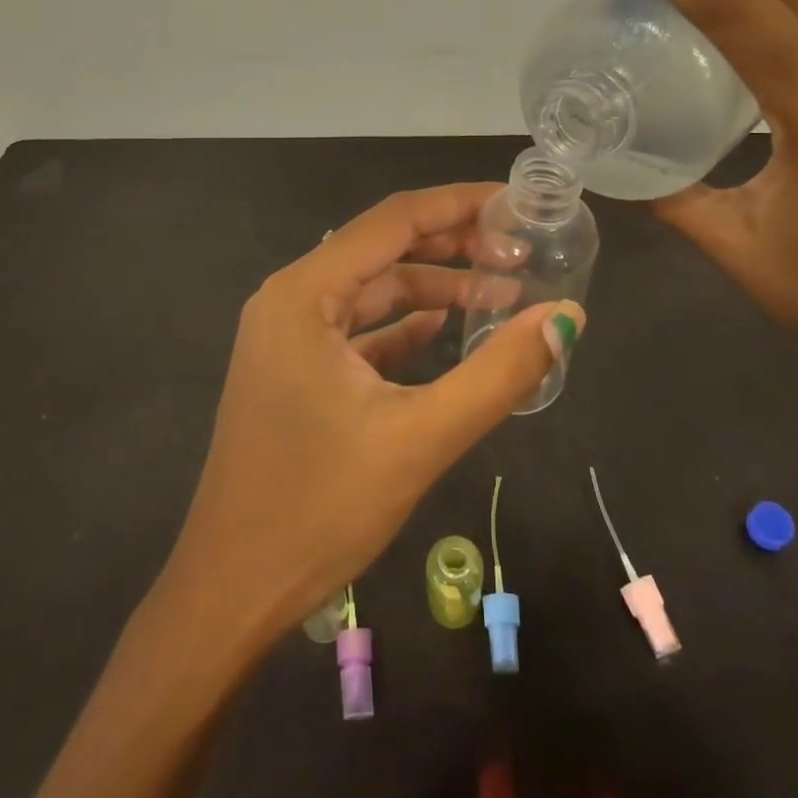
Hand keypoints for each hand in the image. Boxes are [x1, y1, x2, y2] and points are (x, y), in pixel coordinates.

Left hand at [164, 184, 583, 641]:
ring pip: (372, 290)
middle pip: (383, 248)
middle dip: (452, 244)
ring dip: (433, 287)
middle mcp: (290, 299)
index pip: (393, 220)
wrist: (230, 593)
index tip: (516, 204)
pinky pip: (358, 328)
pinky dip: (404, 324)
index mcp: (305, 293)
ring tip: (502, 292)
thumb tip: (567, 316)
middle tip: (521, 250)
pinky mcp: (295, 370)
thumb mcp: (419, 438)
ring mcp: (288, 335)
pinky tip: (447, 327)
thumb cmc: (318, 510)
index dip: (458, 204)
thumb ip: (499, 373)